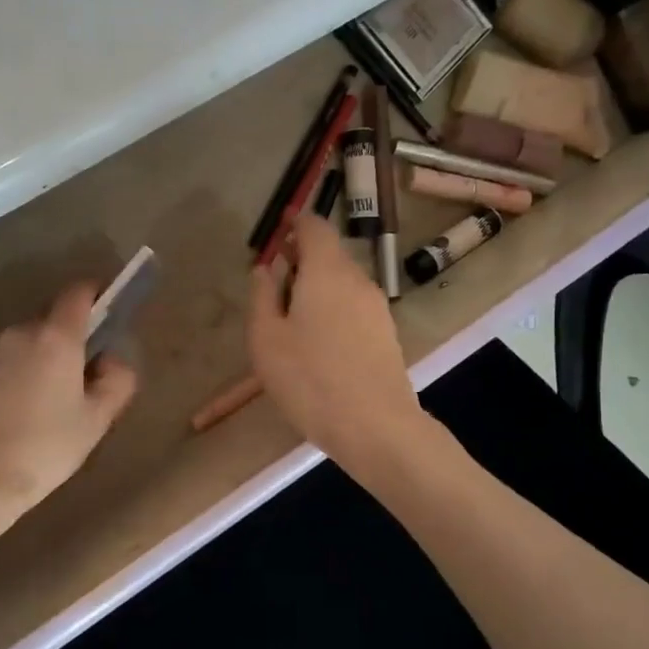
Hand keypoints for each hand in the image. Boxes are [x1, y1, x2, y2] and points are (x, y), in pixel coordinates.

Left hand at [0, 284, 138, 520]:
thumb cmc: (45, 447)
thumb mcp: (96, 420)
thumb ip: (116, 382)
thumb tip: (113, 361)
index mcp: (56, 337)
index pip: (78, 293)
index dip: (97, 294)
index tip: (110, 309)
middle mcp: (21, 334)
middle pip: (54, 321)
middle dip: (74, 338)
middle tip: (89, 376)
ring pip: (31, 344)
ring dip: (47, 359)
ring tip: (57, 402)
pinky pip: (10, 363)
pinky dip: (25, 374)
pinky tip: (28, 413)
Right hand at [247, 214, 427, 477]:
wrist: (375, 426)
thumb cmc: (310, 379)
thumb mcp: (266, 339)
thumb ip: (262, 297)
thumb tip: (264, 269)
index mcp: (327, 272)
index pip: (315, 227)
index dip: (296, 223)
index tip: (279, 228)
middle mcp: (357, 280)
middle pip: (330, 255)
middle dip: (302, 259)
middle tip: (275, 280)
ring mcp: (377, 308)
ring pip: (342, 284)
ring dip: (317, 287)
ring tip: (291, 318)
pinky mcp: (386, 334)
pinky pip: (353, 308)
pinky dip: (333, 309)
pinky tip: (318, 342)